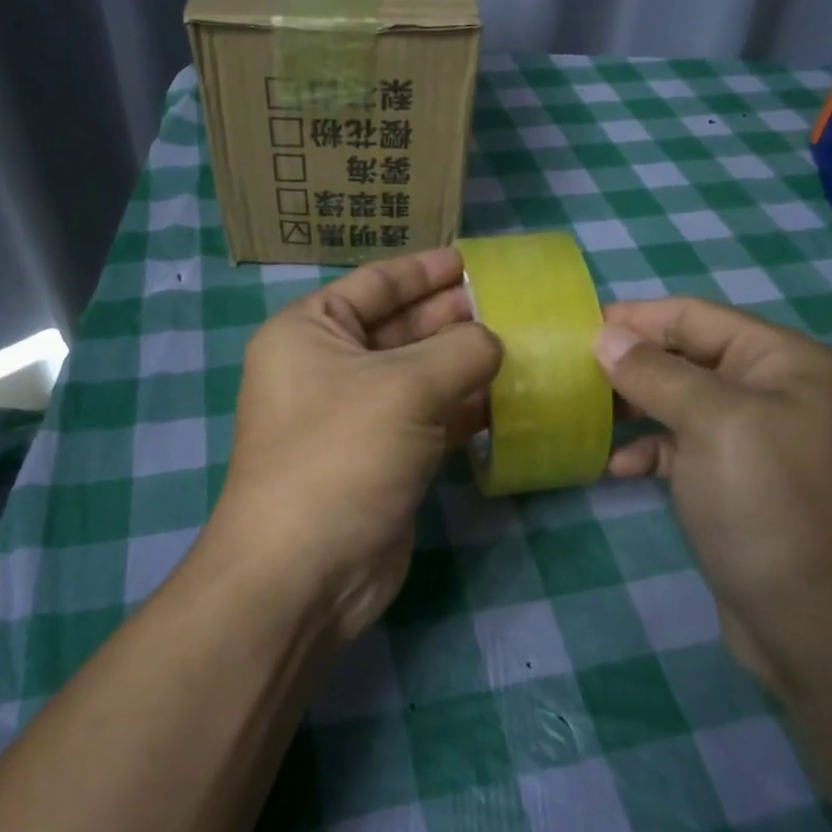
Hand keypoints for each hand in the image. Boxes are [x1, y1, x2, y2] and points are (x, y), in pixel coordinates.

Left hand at [214, 248, 501, 640]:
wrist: (305, 572)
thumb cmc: (341, 455)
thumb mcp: (405, 388)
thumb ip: (461, 351)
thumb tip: (495, 341)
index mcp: (311, 331)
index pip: (376, 282)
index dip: (426, 269)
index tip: (476, 259)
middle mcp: (329, 367)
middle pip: (401, 326)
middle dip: (455, 314)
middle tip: (516, 303)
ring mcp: (356, 415)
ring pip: (420, 374)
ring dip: (467, 361)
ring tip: (526, 343)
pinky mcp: (383, 457)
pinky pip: (430, 417)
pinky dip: (466, 406)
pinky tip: (511, 396)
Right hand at [593, 298, 831, 682]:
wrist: (816, 624)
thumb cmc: (768, 504)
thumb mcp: (712, 423)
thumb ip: (655, 373)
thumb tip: (604, 335)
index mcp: (782, 360)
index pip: (695, 316)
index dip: (635, 317)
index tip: (574, 326)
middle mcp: (772, 390)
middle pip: (686, 356)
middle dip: (629, 362)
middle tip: (569, 371)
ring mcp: (754, 439)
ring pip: (678, 402)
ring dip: (633, 406)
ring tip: (583, 413)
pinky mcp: (735, 482)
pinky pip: (682, 447)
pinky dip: (649, 450)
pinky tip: (617, 467)